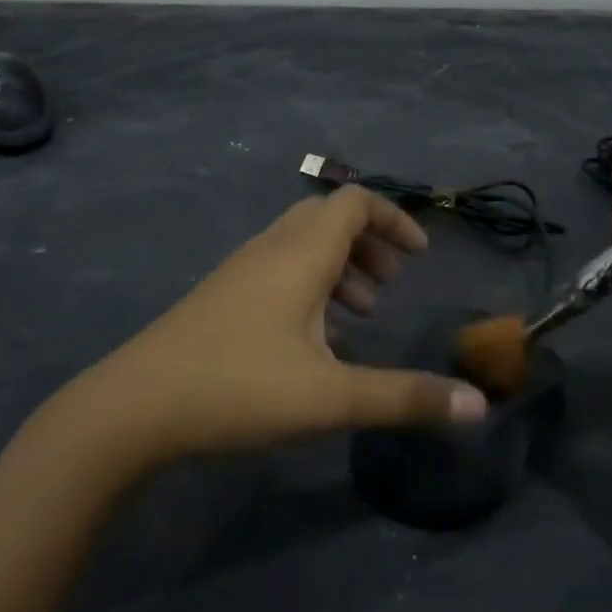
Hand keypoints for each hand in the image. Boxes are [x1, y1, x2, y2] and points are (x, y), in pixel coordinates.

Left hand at [75, 186, 487, 466]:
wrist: (133, 408)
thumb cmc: (238, 389)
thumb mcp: (331, 397)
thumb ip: (406, 398)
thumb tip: (478, 405)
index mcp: (299, 255)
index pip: (353, 202)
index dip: (394, 219)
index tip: (420, 256)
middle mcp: (268, 250)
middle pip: (326, 218)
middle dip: (369, 243)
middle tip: (392, 283)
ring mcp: (237, 273)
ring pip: (299, 245)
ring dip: (338, 265)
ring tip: (360, 313)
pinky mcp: (219, 299)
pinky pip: (276, 270)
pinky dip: (308, 284)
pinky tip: (312, 336)